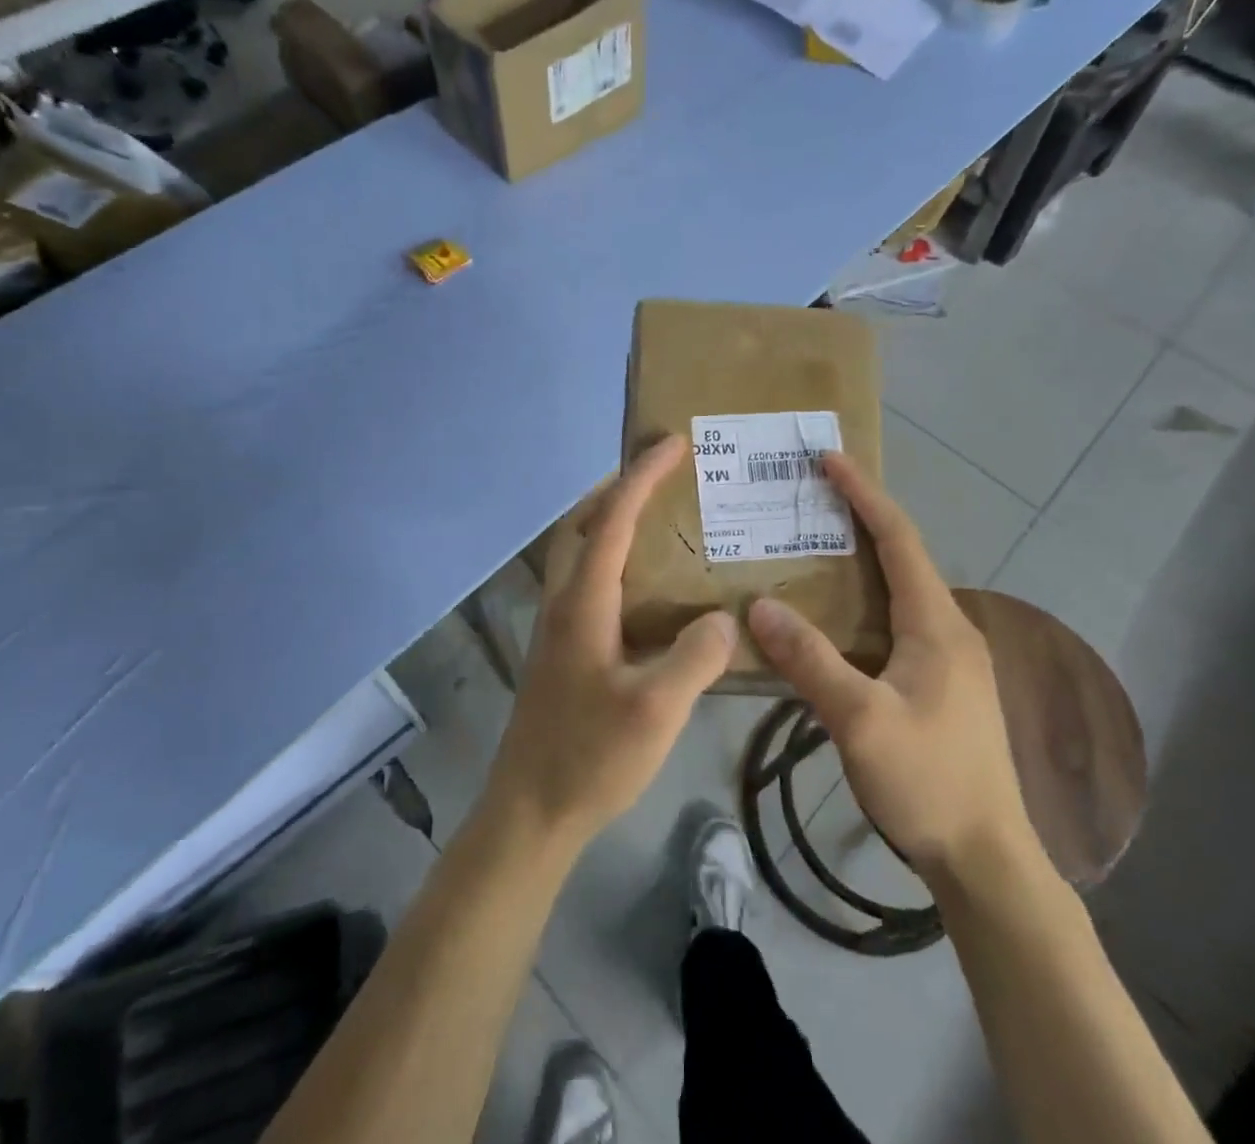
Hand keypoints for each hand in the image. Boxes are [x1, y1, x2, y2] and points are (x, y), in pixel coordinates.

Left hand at [483, 436, 736, 853]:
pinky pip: (585, 580)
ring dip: (608, 518)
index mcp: (583, 602)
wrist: (530, 811)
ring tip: (655, 516)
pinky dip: (610, 557)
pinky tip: (644, 587)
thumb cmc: (590, 756)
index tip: (673, 444)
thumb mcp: (656, 709)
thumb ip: (695, 656)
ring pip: (578, 550)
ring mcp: (557, 626)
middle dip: (617, 486)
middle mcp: (563, 601)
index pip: (612, 519)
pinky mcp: (561, 649)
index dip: (642, 476)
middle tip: (659, 473)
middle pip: (582, 522)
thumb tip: (723, 617)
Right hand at [746, 452, 1037, 887]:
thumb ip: (810, 659)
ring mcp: (948, 660)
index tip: (829, 460)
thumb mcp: (860, 720)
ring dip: (859, 563)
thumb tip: (758, 605)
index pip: (898, 539)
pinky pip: (895, 624)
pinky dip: (861, 603)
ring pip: (898, 593)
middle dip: (858, 520)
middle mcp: (948, 629)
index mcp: (936, 624)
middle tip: (808, 500)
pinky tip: (831, 620)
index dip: (863, 495)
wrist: (986, 859)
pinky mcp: (941, 686)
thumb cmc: (928, 781)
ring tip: (809, 549)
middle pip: (901, 557)